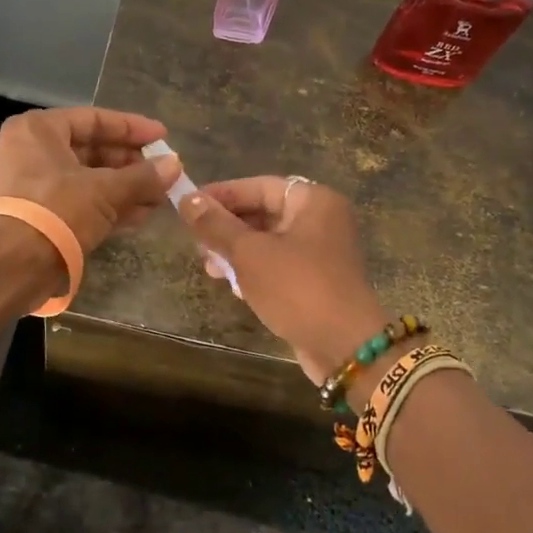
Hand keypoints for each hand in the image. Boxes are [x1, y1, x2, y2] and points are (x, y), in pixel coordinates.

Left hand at [0, 107, 181, 254]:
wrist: (12, 265)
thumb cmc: (57, 210)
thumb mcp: (105, 190)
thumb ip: (142, 177)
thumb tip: (175, 166)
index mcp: (38, 130)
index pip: (94, 119)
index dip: (132, 128)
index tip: (163, 137)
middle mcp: (30, 152)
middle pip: (90, 150)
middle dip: (131, 165)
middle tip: (164, 173)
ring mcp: (31, 187)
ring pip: (86, 180)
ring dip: (123, 189)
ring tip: (159, 198)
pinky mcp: (37, 218)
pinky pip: (78, 204)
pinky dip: (107, 208)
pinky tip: (139, 217)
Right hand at [177, 177, 389, 383]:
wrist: (344, 346)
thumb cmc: (297, 288)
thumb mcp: (250, 253)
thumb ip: (216, 225)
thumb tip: (187, 199)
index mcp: (313, 201)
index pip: (259, 186)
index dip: (221, 195)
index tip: (187, 205)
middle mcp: (321, 220)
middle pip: (263, 213)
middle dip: (226, 227)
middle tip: (196, 243)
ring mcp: (320, 252)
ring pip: (268, 242)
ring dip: (236, 252)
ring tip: (209, 268)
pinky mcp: (315, 281)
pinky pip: (277, 265)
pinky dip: (254, 271)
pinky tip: (231, 286)